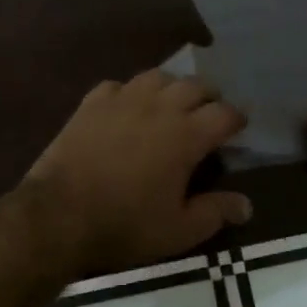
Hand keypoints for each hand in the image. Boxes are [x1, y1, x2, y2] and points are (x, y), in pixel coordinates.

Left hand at [21, 70, 252, 272]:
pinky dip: (129, 92)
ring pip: (157, 76)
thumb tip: (247, 205)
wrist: (59, 214)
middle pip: (195, 85)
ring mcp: (123, 100)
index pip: (225, 113)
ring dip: (171, 87)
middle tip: (209, 113)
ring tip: (172, 103)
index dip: (237, 119)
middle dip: (209, 96)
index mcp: (186, 135)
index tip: (239, 129)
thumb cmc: (125, 224)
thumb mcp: (178, 230)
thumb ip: (215, 213)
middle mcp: (159, 107)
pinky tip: (127, 107)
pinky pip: (118, 85)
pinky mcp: (92, 103)